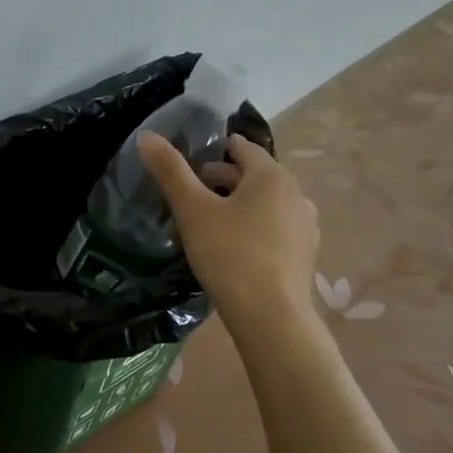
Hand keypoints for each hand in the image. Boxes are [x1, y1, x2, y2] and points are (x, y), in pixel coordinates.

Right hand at [140, 131, 319, 327]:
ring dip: (240, 205)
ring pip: (266, 203)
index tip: (189, 164)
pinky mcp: (305, 253)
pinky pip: (276, 228)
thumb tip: (147, 136)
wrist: (270, 316)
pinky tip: (235, 248)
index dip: (213, 151)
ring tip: (211, 222)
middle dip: (223, 179)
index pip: (241, 147)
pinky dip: (255, 228)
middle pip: (255, 175)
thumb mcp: (192, 211)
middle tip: (191, 195)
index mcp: (270, 175)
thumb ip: (170, 172)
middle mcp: (295, 193)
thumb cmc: (229, 255)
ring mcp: (305, 225)